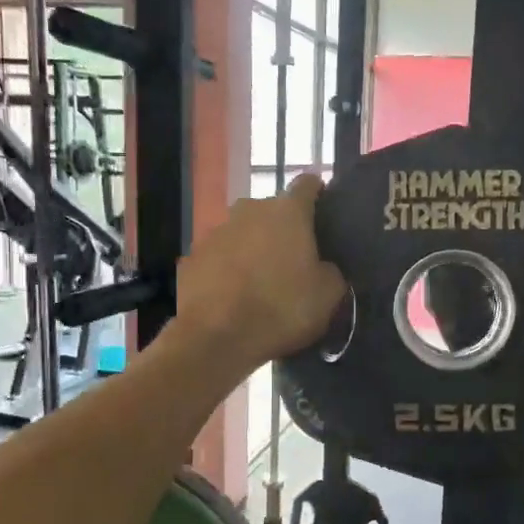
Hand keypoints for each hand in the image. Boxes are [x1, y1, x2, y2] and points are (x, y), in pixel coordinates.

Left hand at [175, 175, 346, 372]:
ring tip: (261, 282)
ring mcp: (216, 232)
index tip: (324, 213)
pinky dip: (228, 269)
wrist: (217, 339)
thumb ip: (331, 270)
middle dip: (283, 229)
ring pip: (243, 233)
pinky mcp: (192, 257)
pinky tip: (233, 296)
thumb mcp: (329, 295)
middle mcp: (249, 210)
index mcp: (287, 212)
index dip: (318, 195)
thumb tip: (323, 266)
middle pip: (272, 210)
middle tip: (294, 260)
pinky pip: (219, 257)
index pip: (307, 184)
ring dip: (253, 249)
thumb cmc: (282, 309)